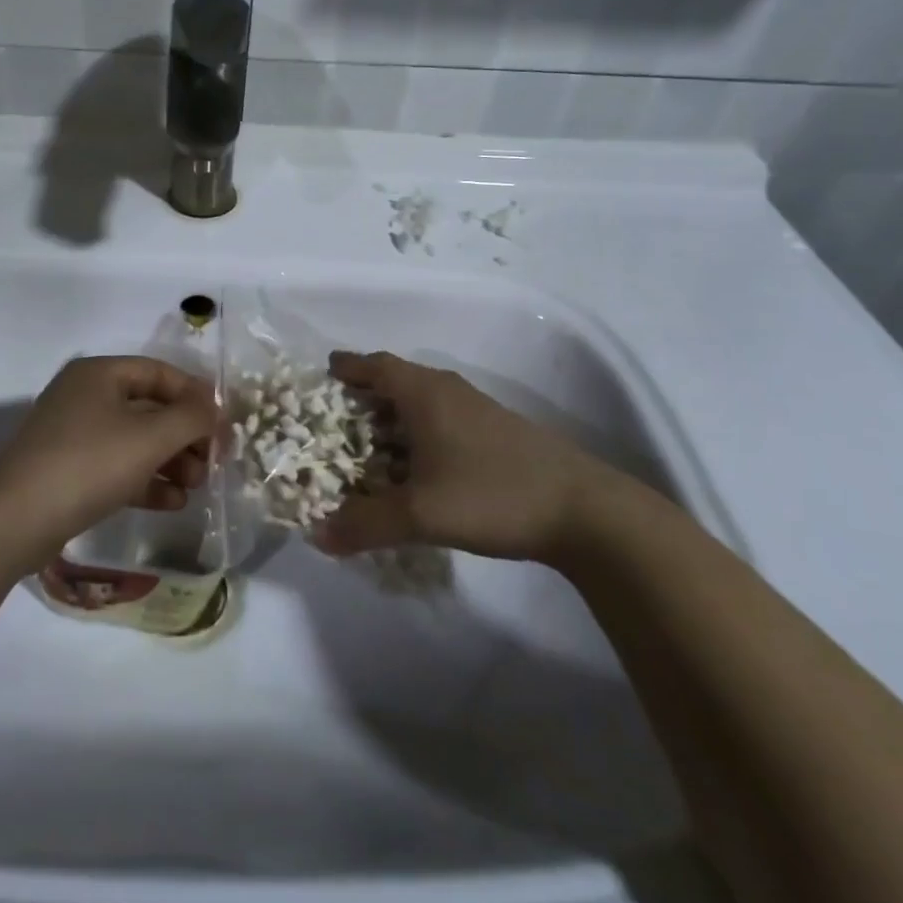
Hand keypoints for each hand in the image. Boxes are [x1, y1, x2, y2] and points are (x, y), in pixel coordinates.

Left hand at [0, 356, 220, 562]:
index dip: (195, 395)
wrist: (16, 519)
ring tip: (197, 486)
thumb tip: (213, 408)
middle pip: (149, 408)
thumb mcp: (149, 437)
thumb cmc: (89, 463)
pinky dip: (146, 480)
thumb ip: (190, 418)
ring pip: (135, 440)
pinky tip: (173, 502)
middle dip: (185, 435)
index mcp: (99, 374)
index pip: (159, 372)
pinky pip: (117, 467)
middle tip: (213, 462)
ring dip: (170, 461)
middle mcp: (86, 397)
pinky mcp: (69, 472)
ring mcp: (74, 436)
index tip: (223, 423)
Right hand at [311, 351, 626, 563]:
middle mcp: (448, 391)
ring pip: (422, 400)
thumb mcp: (421, 514)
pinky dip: (419, 430)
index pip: (376, 366)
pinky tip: (418, 464)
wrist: (585, 511)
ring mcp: (477, 409)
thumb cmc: (492, 495)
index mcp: (425, 393)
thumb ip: (366, 524)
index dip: (348, 367)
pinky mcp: (497, 431)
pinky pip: (443, 418)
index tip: (325, 372)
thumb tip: (317, 536)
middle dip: (366, 393)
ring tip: (371, 442)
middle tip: (339, 417)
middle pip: (397, 379)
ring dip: (395, 414)